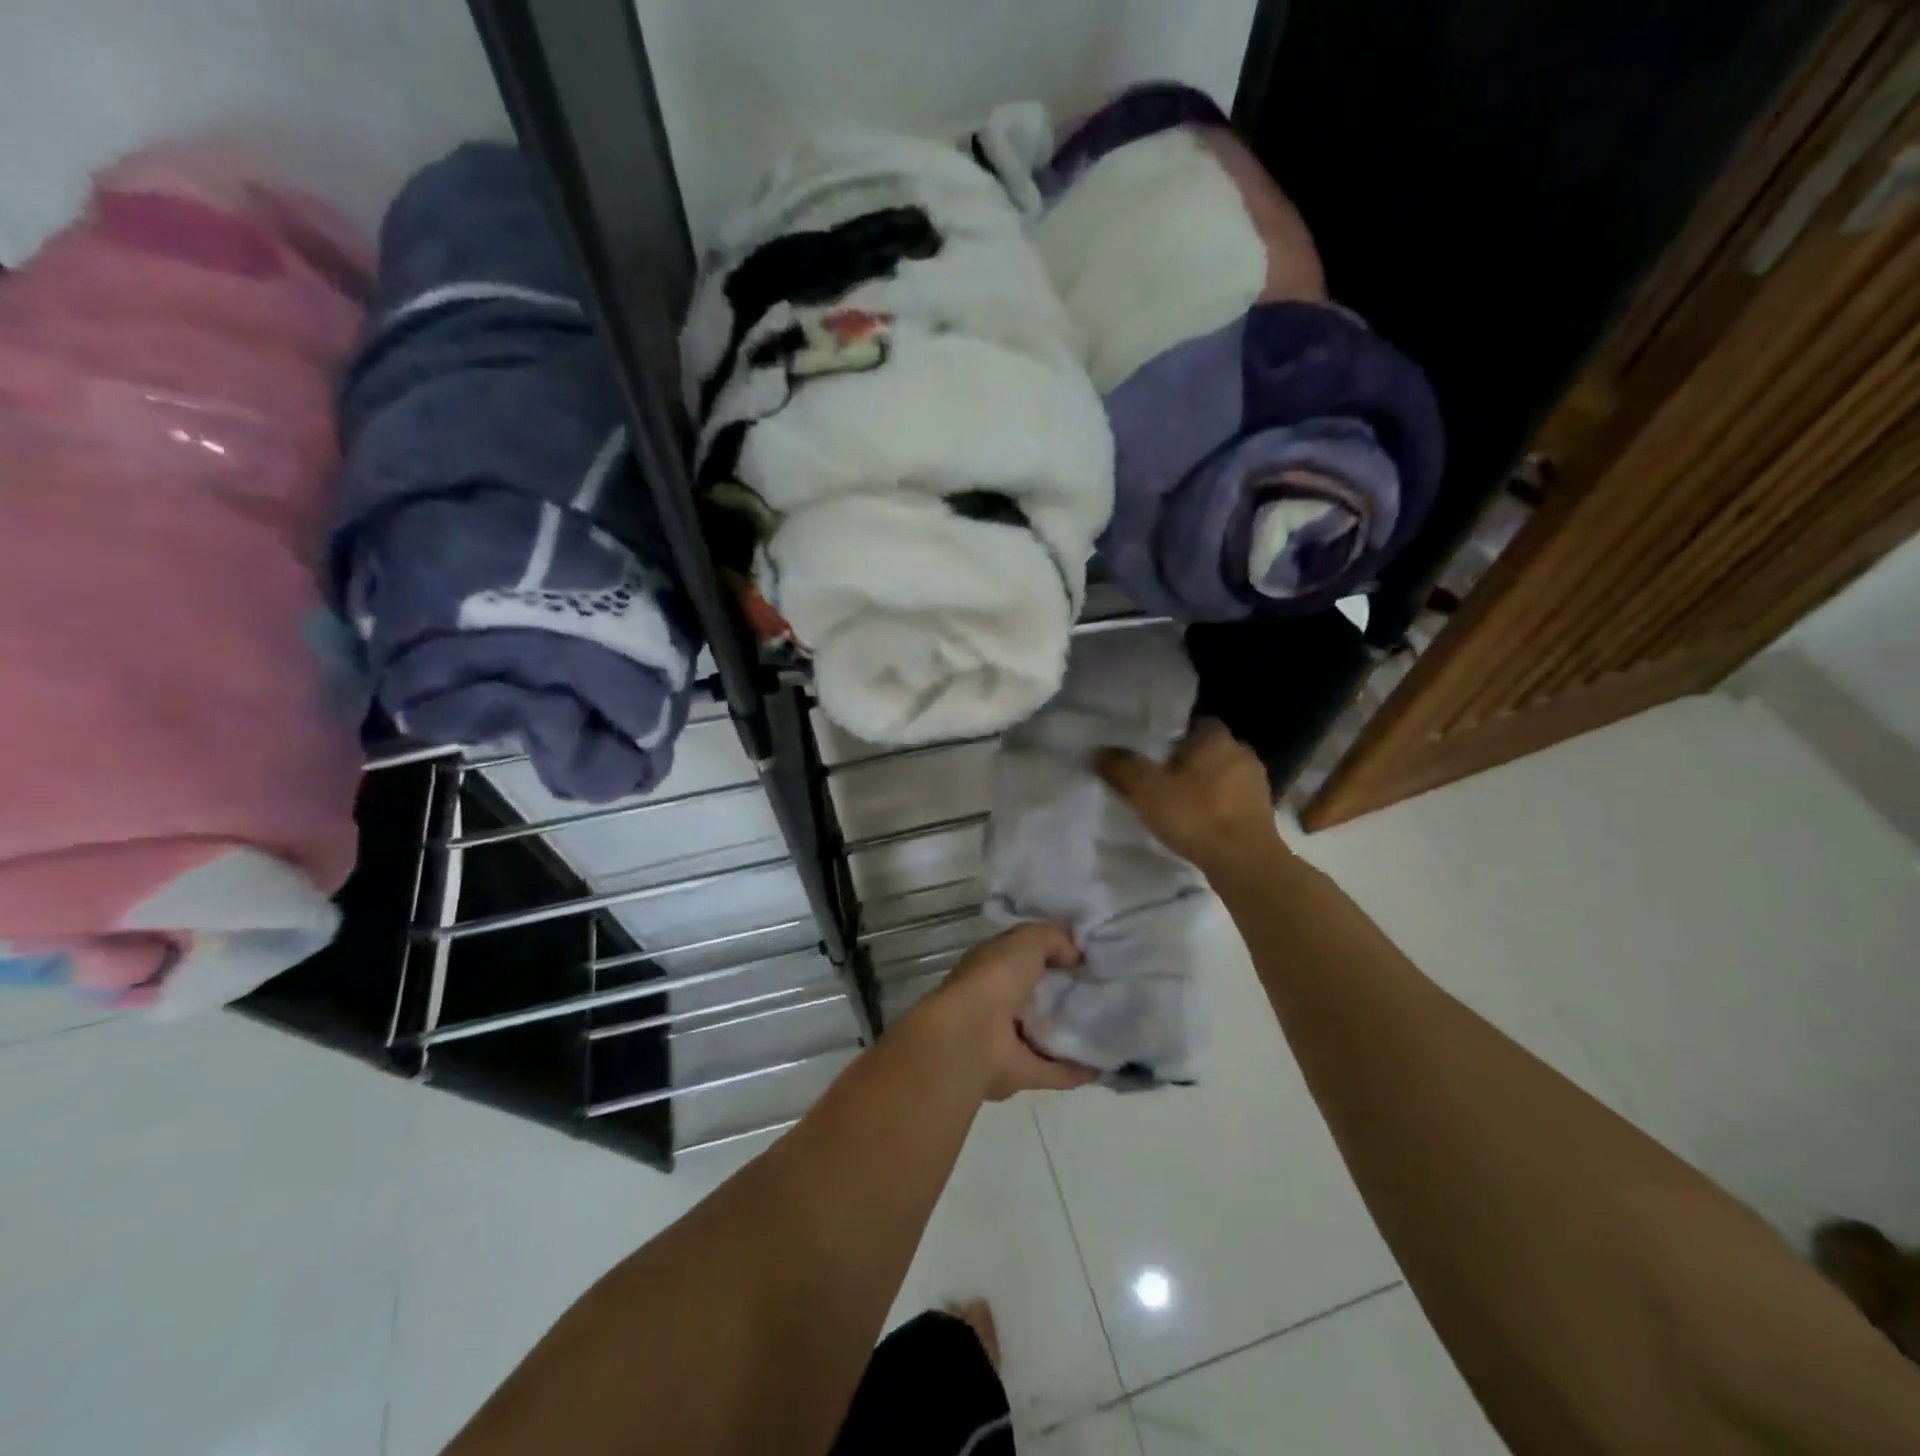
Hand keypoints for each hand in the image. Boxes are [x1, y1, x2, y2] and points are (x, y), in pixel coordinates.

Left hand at [917, 922, 1097, 1099]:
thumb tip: (1075, 954)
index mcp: (992, 966)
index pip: (1024, 954)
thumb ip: (1053, 938)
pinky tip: (1101, 1065)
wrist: (970, 1036)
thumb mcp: (1026, 940)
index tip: (1087, 954)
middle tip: (1103, 988)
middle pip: (1035, 994)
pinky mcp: (1019, 1072)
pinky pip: (1053, 1070)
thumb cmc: (995, 979)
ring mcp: (1006, 1038)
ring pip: (1042, 1033)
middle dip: (1063, 991)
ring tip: (1106, 1027)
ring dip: (1068, 1031)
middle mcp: (996, 1000)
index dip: (1052, 950)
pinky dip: (1074, 1070)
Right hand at [1092, 718, 1284, 879]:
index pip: (1194, 722)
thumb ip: (1121, 767)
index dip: (1172, 735)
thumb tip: (1096, 752)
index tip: (1153, 752)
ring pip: (1221, 775)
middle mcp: (1241, 752)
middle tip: (1159, 778)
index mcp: (1215, 737)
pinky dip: (1216, 807)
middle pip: (1207, 750)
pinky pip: (1232, 800)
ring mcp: (1256, 783)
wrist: (1244, 861)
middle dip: (1186, 762)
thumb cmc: (1195, 814)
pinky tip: (1199, 823)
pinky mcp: (1263, 812)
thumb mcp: (1146, 789)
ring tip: (1177, 803)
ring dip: (1203, 786)